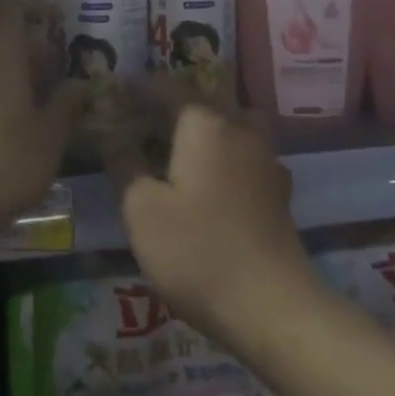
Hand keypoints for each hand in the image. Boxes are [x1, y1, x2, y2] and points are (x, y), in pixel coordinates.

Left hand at [0, 0, 89, 232]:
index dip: (37, 5)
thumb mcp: (50, 133)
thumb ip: (68, 102)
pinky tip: (14, 113)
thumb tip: (83, 84)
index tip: (59, 23)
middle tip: (55, 64)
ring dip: (11, 62)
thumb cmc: (5, 156)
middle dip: (27, 39)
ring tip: (40, 92)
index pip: (12, 2)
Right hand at [102, 78, 319, 344]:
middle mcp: (239, 128)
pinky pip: (245, 151)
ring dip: (204, 124)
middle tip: (142, 118)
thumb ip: (125, 162)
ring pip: (231, 122)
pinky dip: (224, 151)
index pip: (168, 87)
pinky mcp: (278, 189)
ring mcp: (265, 158)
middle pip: (203, 100)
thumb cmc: (197, 251)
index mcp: (204, 123)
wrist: (273, 307)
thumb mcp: (141, 208)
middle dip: (171, 103)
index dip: (140, 87)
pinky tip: (212, 177)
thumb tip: (116, 134)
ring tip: (178, 143)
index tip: (117, 91)